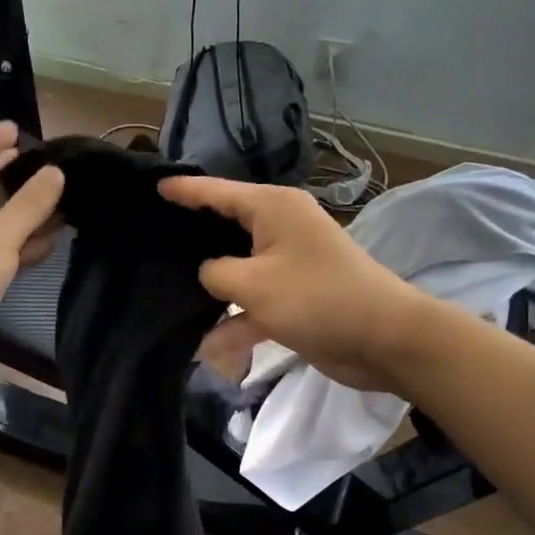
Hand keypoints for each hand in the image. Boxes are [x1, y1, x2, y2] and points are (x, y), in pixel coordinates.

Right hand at [159, 176, 416, 391]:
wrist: (384, 339)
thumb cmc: (316, 298)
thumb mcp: (252, 284)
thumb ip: (215, 274)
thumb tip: (207, 274)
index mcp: (272, 208)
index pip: (217, 191)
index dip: (184, 191)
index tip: (154, 188)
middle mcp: (279, 228)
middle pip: (225, 227)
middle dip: (192, 238)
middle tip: (151, 240)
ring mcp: (287, 264)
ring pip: (236, 270)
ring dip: (211, 290)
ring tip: (167, 294)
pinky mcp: (293, 298)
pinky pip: (253, 304)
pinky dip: (235, 322)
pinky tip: (206, 346)